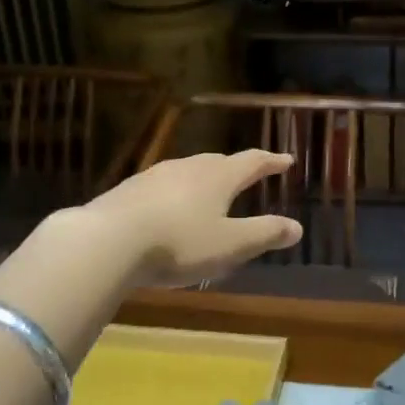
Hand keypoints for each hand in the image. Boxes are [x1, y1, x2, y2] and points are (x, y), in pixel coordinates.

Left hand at [76, 150, 302, 288]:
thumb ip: (264, 234)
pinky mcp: (128, 190)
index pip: (251, 162)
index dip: (271, 162)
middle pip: (218, 162)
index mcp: (218, 177)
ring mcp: (155, 176)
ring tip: (209, 192)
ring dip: (203, 179)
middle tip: (248, 174)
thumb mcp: (230, 245)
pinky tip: (168, 209)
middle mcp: (188, 168)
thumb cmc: (179, 242)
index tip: (286, 160)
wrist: (107, 240)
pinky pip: (162, 187)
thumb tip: (297, 227)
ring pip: (188, 171)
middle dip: (235, 168)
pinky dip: (175, 194)